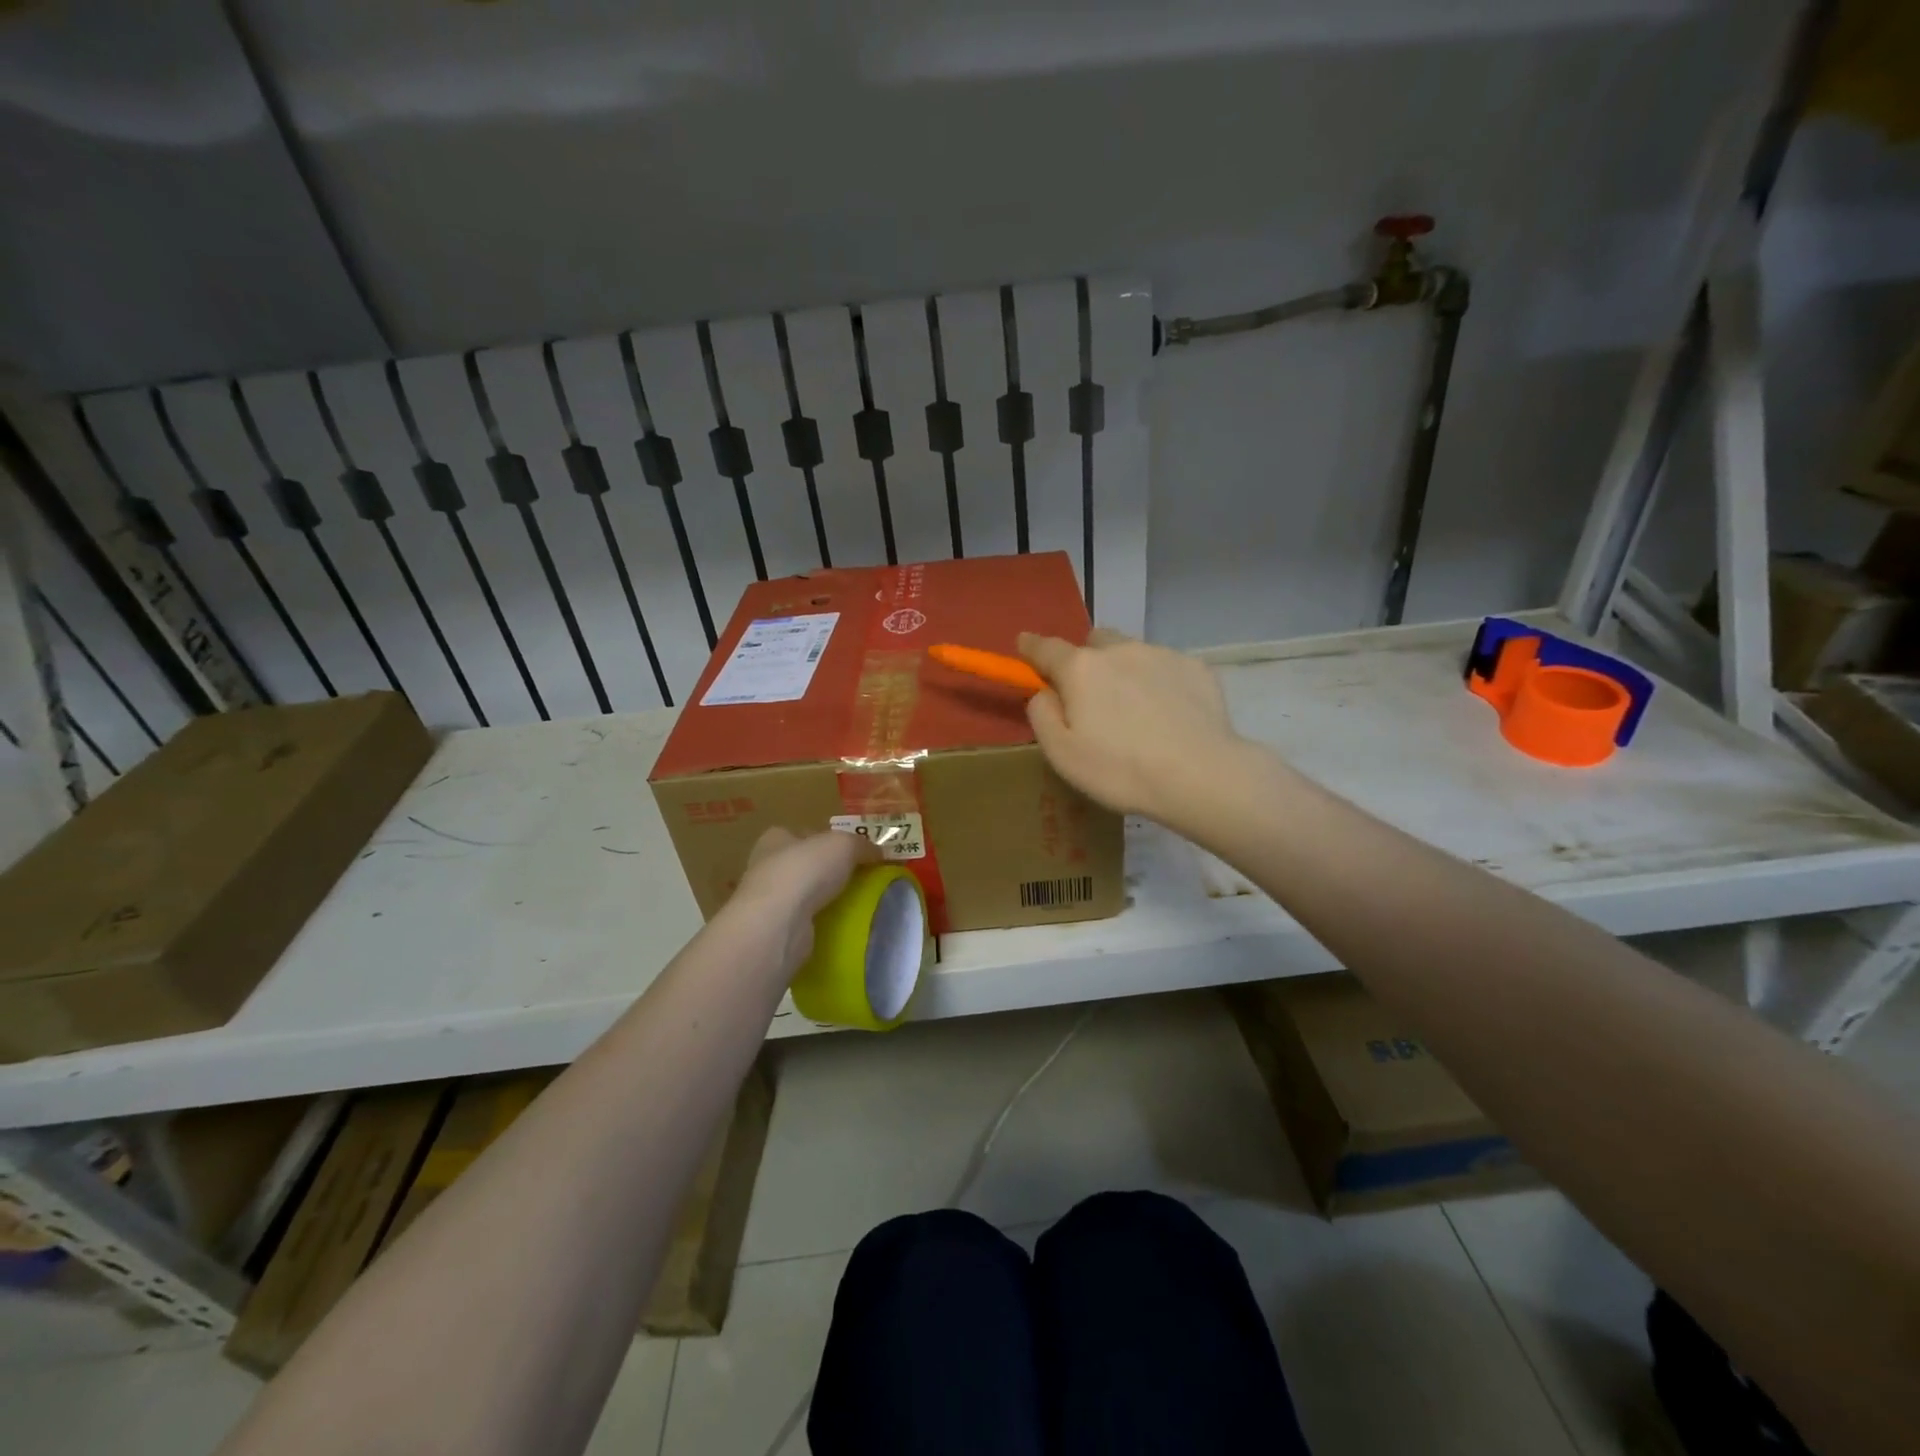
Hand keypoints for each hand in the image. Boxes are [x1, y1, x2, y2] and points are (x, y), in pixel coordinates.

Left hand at [733, 828, 875, 973]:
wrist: (778, 923)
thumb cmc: (806, 870)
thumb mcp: (844, 845)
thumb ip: (862, 845)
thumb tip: (879, 853)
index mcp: (776, 838)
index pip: (805, 834)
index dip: (828, 840)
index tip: (853, 853)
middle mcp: (766, 866)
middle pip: (804, 864)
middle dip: (828, 871)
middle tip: (859, 880)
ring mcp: (768, 901)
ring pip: (803, 895)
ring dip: (824, 899)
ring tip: (854, 904)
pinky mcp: (774, 929)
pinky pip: (803, 922)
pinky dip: (819, 923)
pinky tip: (839, 926)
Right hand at [1018, 629, 1248, 827]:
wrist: (1200, 775)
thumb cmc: (1120, 770)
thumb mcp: (1062, 754)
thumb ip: (1042, 715)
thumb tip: (1043, 691)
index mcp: (1081, 669)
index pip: (1045, 648)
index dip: (1030, 647)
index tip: (1023, 645)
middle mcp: (1119, 650)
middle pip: (1094, 642)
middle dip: (1086, 660)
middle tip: (1092, 697)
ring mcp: (1161, 654)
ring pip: (1132, 652)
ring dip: (1124, 671)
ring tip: (1137, 712)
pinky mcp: (1196, 667)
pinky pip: (1165, 667)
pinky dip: (1159, 683)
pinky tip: (1170, 716)